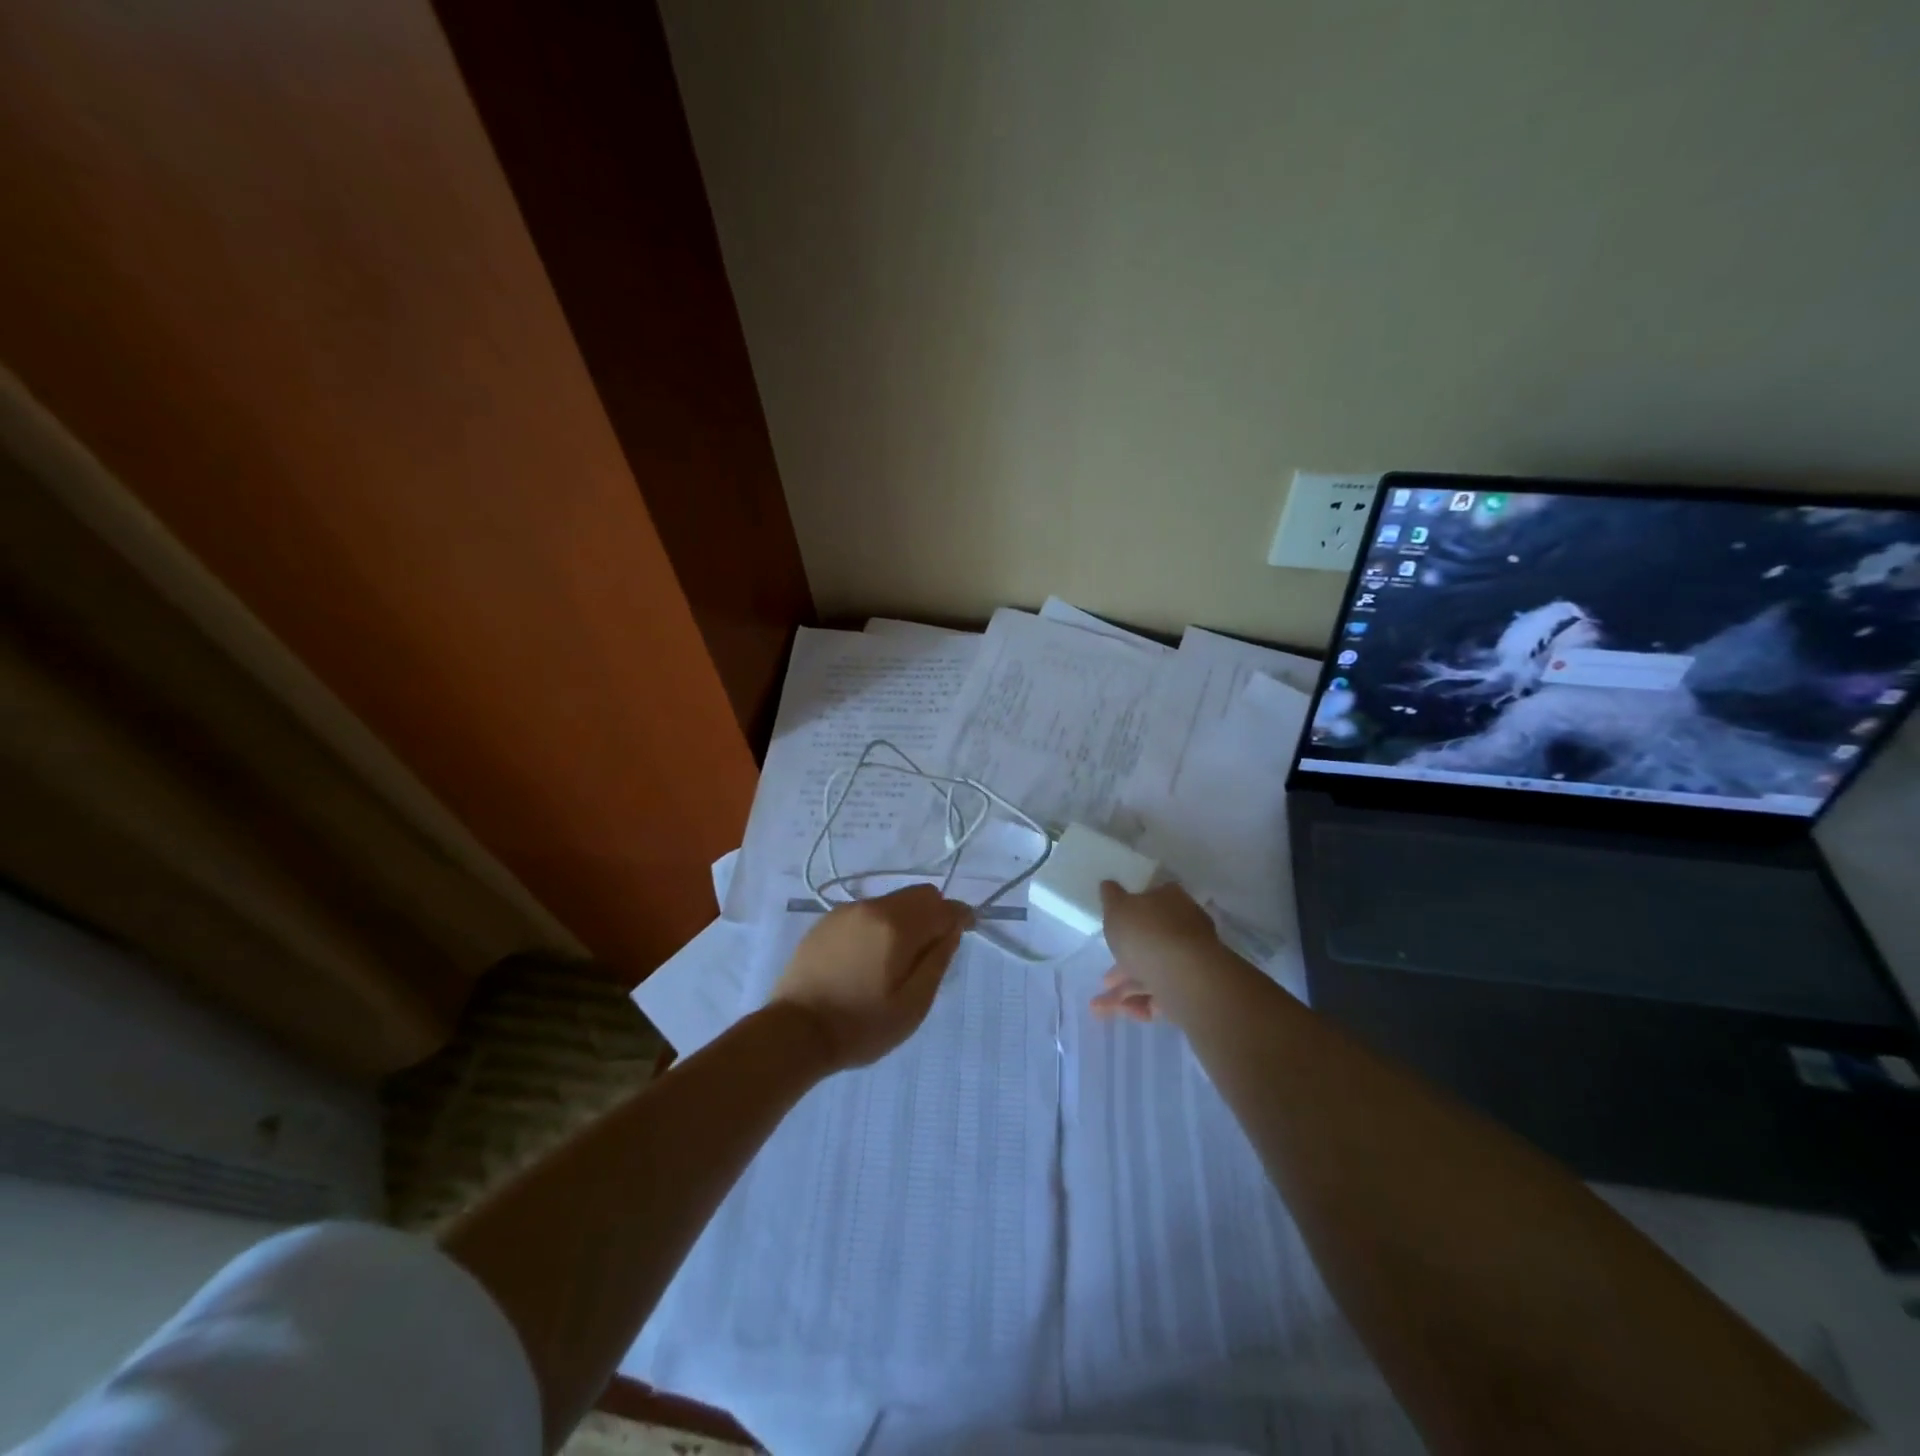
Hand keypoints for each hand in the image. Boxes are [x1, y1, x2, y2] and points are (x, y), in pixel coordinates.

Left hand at [770, 885, 971, 1070]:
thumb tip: (952, 929)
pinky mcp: (826, 922)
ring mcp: (846, 911)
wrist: (794, 1032)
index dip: (961, 916)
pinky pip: (868, 912)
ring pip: (892, 902)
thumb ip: (938, 961)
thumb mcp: (913, 1004)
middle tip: (933, 949)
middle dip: (935, 914)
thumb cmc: (860, 1025)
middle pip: (918, 895)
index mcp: (897, 925)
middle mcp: (873, 907)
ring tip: (900, 958)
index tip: (966, 932)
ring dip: (907, 919)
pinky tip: (871, 957)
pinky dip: (881, 925)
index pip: (943, 906)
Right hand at [1091, 881, 1222, 1023]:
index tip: (1111, 931)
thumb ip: (1111, 897)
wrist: (1184, 977)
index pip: (1151, 901)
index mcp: (1170, 900)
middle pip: (1150, 942)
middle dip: (1123, 963)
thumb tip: (1108, 885)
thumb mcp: (1117, 908)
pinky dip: (1143, 1004)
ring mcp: (1191, 959)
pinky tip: (1126, 1013)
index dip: (1128, 916)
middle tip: (1104, 979)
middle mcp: (1185, 927)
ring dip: (1126, 990)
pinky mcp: (1194, 989)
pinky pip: (1164, 994)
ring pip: (1154, 971)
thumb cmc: (1146, 933)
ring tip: (1099, 1008)